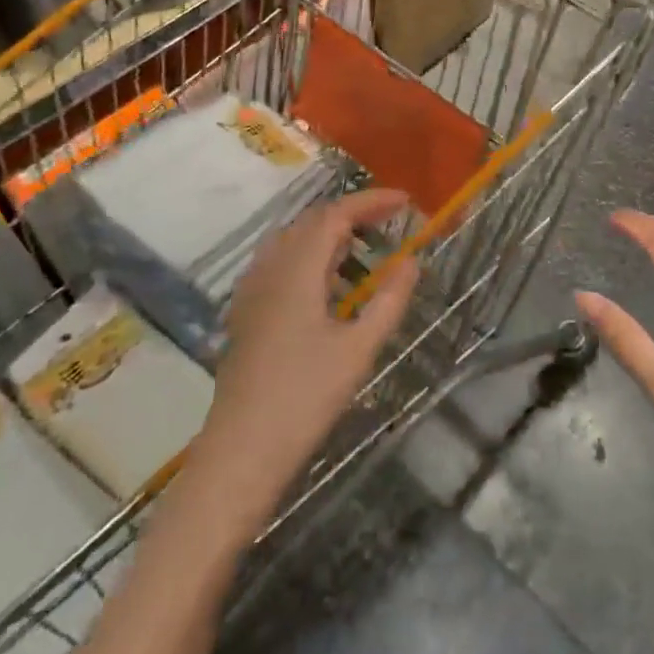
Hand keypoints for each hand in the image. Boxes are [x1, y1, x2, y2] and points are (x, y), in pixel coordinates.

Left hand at [192, 188, 420, 518]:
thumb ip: (389, 300)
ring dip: (330, 233)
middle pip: (312, 221)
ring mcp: (252, 289)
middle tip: (390, 222)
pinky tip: (327, 282)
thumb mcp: (358, 349)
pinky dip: (310, 255)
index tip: (406, 201)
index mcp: (296, 270)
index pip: (335, 214)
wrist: (241, 451)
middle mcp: (270, 268)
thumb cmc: (305, 399)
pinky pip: (279, 262)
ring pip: (293, 240)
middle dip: (353, 213)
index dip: (371, 201)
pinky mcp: (246, 311)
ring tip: (364, 247)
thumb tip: (411, 261)